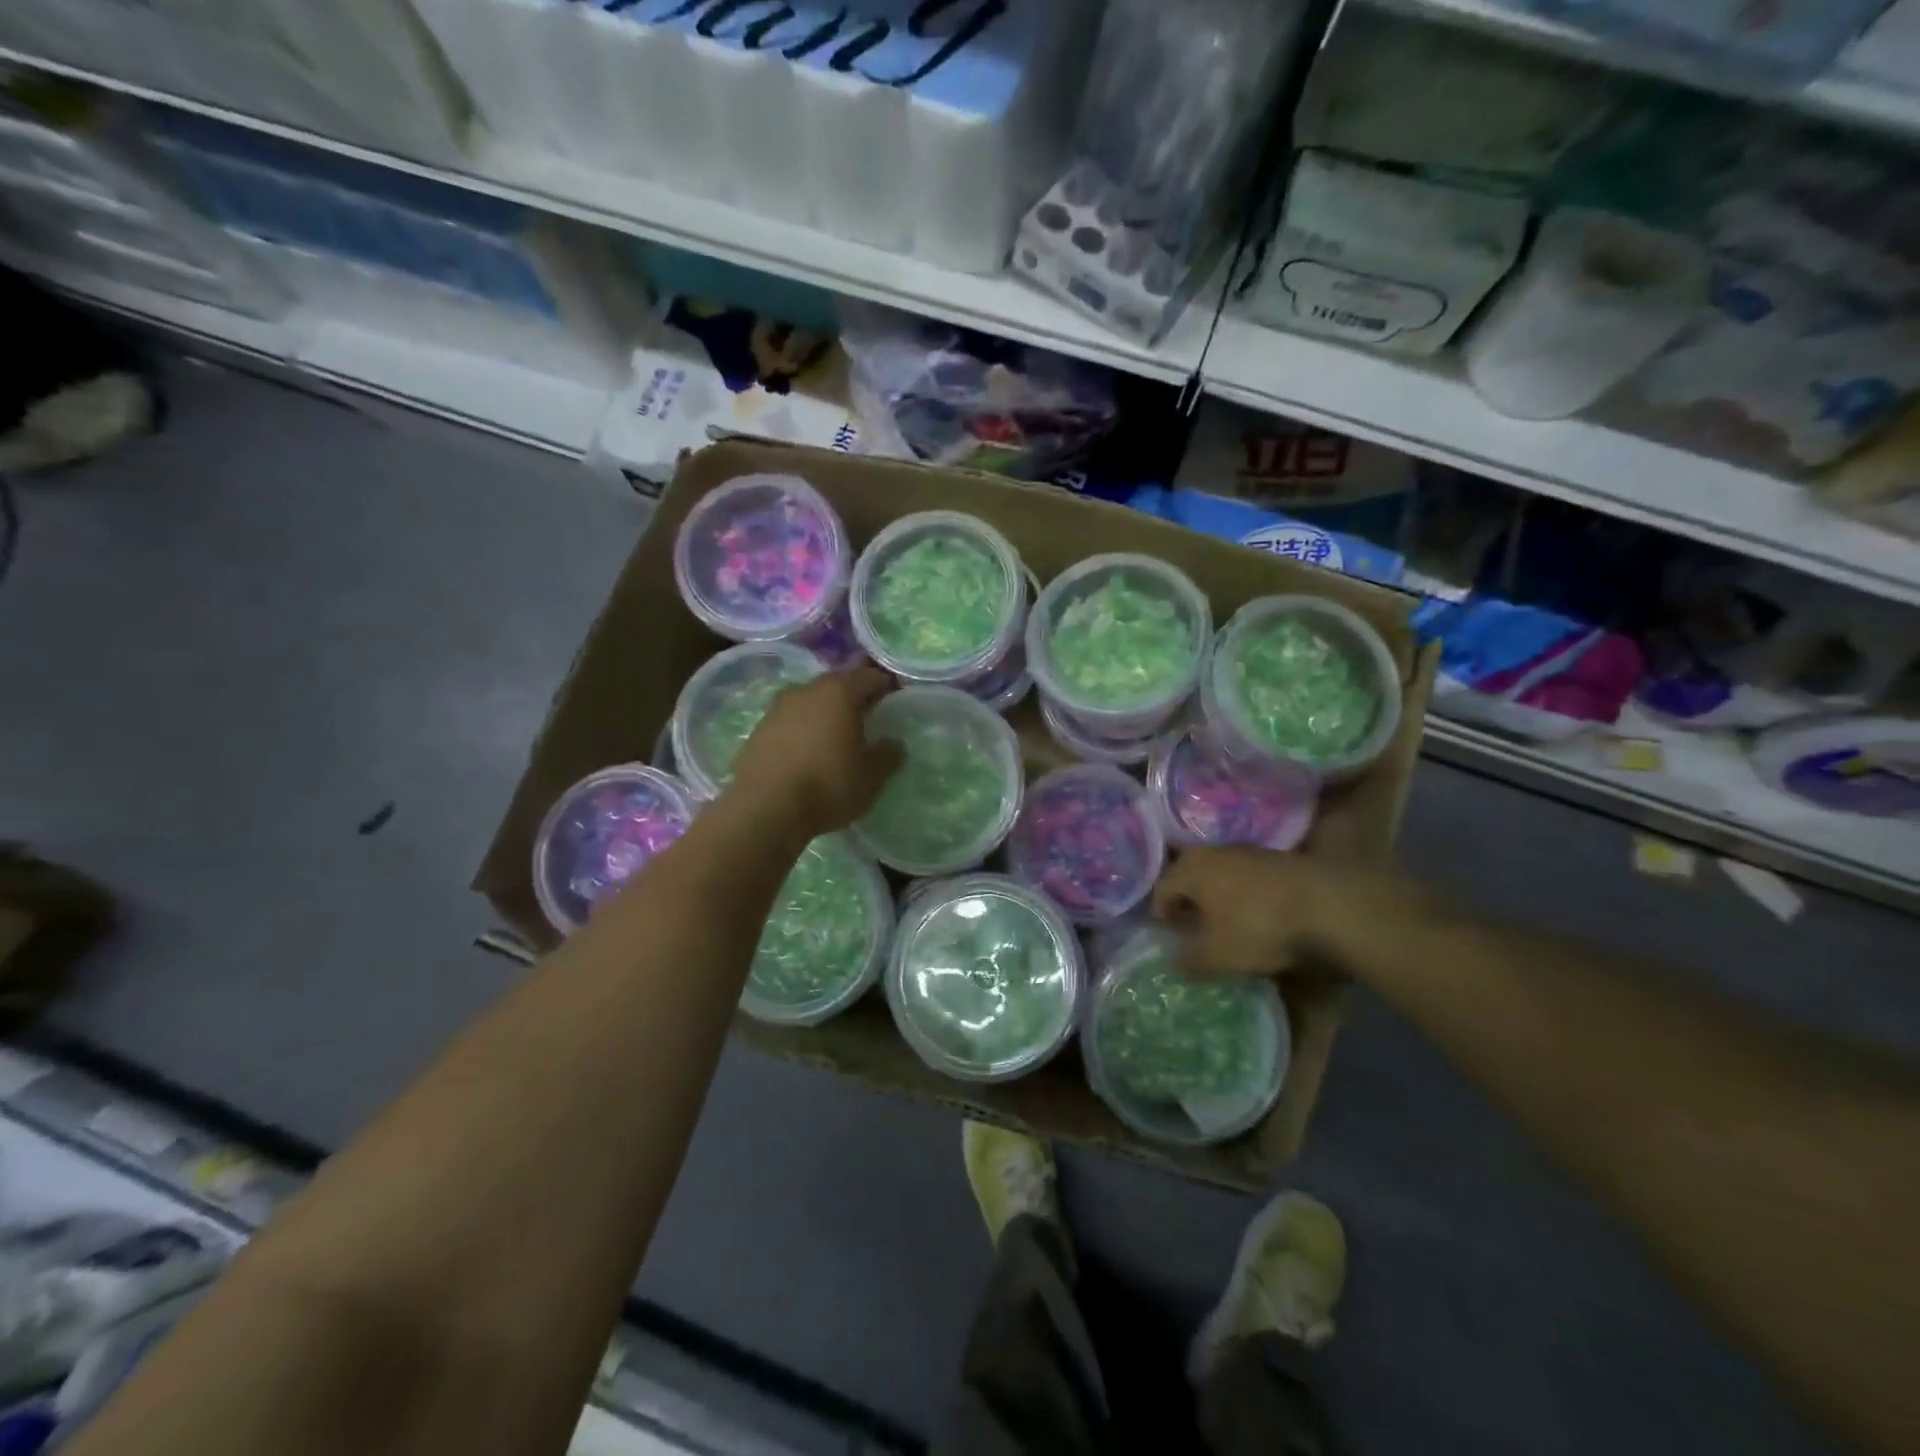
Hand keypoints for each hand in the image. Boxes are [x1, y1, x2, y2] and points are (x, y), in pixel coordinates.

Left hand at [728, 667, 903, 837]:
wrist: (764, 809)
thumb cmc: (828, 785)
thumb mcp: (872, 776)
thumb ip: (888, 754)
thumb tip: (893, 743)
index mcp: (840, 692)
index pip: (869, 677)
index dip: (885, 687)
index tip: (894, 703)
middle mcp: (807, 690)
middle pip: (837, 685)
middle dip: (854, 698)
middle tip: (868, 719)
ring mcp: (778, 708)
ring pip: (811, 702)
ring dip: (825, 714)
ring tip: (837, 738)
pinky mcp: (758, 730)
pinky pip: (790, 722)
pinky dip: (803, 730)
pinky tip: (808, 753)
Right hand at [1152, 846, 1427, 979]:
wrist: (1328, 906)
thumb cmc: (1258, 926)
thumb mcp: (1217, 955)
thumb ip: (1189, 960)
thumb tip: (1176, 962)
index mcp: (1190, 868)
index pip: (1161, 892)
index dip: (1162, 920)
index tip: (1170, 943)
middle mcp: (1214, 852)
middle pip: (1191, 882)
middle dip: (1190, 909)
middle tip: (1195, 937)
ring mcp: (1249, 853)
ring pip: (1221, 880)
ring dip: (1219, 903)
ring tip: (1228, 931)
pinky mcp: (1279, 861)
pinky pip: (1249, 882)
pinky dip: (1246, 901)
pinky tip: (1259, 922)